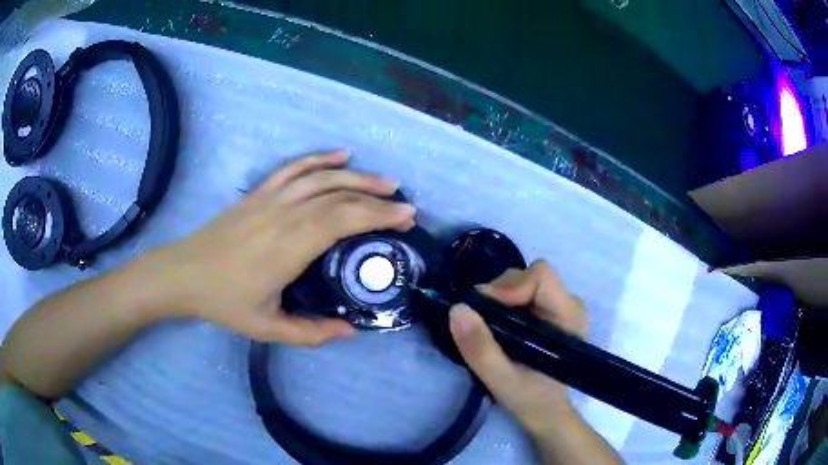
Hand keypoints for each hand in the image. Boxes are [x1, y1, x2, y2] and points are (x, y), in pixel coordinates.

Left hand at [143, 151, 415, 344]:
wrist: (184, 273)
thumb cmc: (224, 301)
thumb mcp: (267, 328)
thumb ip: (311, 333)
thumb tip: (351, 330)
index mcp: (290, 246)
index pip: (344, 220)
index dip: (379, 215)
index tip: (406, 218)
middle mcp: (285, 214)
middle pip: (340, 196)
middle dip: (378, 198)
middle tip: (406, 205)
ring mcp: (270, 198)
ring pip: (322, 177)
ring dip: (357, 176)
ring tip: (385, 181)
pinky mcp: (259, 193)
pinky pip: (293, 168)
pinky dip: (319, 158)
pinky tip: (340, 155)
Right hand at [449, 260, 586, 433]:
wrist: (546, 411)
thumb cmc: (530, 398)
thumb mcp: (501, 380)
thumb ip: (480, 348)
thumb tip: (457, 309)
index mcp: (568, 317)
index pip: (540, 277)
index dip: (508, 288)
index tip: (484, 311)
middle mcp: (569, 303)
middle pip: (529, 275)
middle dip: (499, 294)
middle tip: (481, 323)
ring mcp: (560, 305)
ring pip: (523, 280)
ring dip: (499, 300)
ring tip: (490, 329)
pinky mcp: (550, 309)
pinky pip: (522, 291)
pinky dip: (504, 304)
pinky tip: (500, 328)